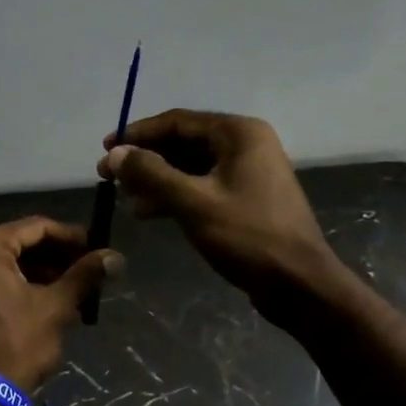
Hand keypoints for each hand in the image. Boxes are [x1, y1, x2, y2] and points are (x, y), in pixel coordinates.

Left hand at [0, 218, 121, 389]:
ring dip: (40, 273)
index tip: (98, 249)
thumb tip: (115, 257)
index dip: (72, 237)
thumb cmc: (14, 345)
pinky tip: (47, 301)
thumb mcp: (54, 308)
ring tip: (74, 290)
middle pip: (20, 243)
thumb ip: (84, 276)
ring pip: (7, 263)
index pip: (38, 227)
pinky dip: (19, 285)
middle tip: (89, 271)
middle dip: (57, 257)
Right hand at [99, 110, 347, 321]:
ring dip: (156, 179)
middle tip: (108, 176)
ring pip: (189, 167)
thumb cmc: (248, 236)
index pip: (176, 122)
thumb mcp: (193, 202)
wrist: (300, 284)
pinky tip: (147, 211)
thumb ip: (151, 173)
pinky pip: (201, 186)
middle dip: (144, 159)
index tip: (105, 149)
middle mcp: (245, 144)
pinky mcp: (245, 198)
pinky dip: (174, 195)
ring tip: (124, 198)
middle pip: (182, 142)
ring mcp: (247, 172)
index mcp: (238, 133)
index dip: (137, 134)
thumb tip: (114, 153)